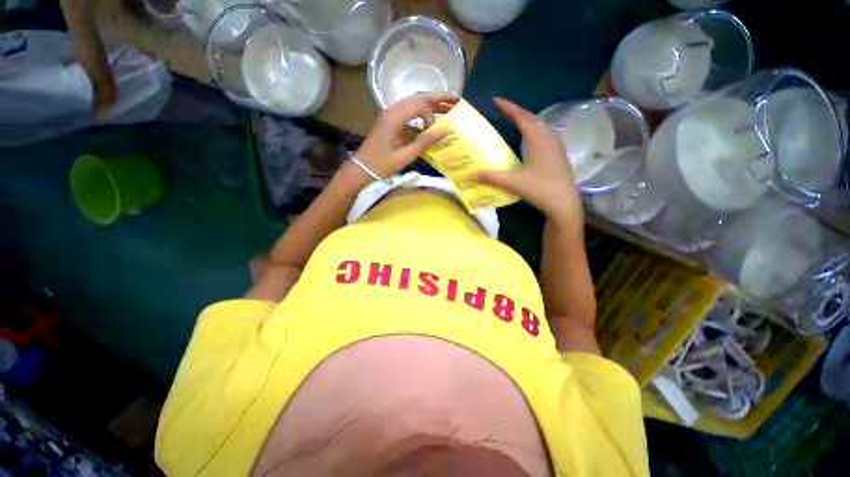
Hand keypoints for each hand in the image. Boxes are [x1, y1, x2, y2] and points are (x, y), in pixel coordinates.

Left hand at [351, 92, 458, 179]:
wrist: (362, 167)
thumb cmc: (382, 164)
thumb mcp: (405, 156)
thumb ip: (425, 142)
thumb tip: (445, 130)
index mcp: (395, 117)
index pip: (420, 105)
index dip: (432, 117)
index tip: (433, 133)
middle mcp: (393, 110)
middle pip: (419, 98)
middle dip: (439, 98)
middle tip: (457, 100)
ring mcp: (391, 114)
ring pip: (415, 103)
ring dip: (431, 105)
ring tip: (449, 107)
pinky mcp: (391, 121)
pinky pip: (410, 113)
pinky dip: (423, 115)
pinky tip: (431, 121)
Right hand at [477, 98, 581, 225]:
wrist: (564, 203)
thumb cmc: (540, 189)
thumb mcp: (513, 183)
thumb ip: (492, 177)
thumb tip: (472, 174)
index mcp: (539, 140)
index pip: (522, 118)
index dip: (509, 108)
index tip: (497, 100)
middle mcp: (549, 138)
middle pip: (532, 118)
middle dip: (517, 112)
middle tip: (503, 110)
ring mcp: (556, 146)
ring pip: (540, 126)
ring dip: (527, 120)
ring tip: (514, 121)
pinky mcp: (558, 154)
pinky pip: (544, 134)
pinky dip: (534, 130)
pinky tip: (529, 139)